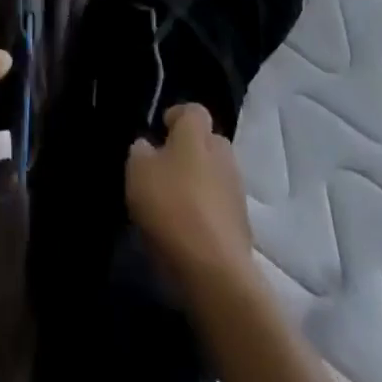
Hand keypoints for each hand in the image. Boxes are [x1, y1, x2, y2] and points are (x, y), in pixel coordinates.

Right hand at [126, 103, 255, 284]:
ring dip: (200, 184)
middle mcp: (223, 154)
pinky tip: (190, 230)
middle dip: (191, 151)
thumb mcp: (137, 171)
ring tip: (176, 204)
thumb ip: (141, 152)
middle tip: (167, 169)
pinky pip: (221, 208)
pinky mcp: (244, 226)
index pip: (193, 110)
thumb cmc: (171, 206)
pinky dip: (208, 213)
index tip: (161, 132)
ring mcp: (237, 191)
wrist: (215, 270)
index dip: (177, 117)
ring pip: (216, 176)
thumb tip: (149, 148)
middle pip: (208, 143)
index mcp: (197, 133)